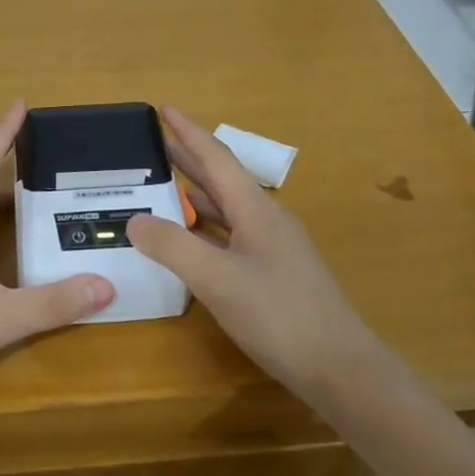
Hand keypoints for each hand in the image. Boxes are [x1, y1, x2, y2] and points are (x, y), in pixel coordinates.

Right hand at [125, 108, 382, 404]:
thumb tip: (134, 220)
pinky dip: (205, 226)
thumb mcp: (217, 279)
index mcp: (255, 209)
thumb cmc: (279, 315)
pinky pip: (231, 234)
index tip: (164, 108)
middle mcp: (266, 220)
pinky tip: (190, 238)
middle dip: (189, 157)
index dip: (188, 132)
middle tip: (154, 143)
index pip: (216, 158)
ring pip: (227, 208)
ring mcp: (273, 247)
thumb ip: (173, 247)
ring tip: (162, 184)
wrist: (339, 367)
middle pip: (222, 179)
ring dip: (196, 192)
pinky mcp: (274, 273)